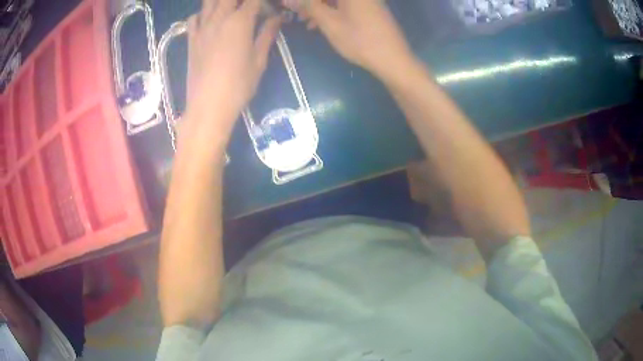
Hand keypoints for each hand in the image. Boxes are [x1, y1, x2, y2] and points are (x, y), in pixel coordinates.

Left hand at [183, 0, 281, 137]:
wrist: (208, 106)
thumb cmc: (238, 86)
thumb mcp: (259, 60)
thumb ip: (267, 34)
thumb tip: (278, 18)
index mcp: (240, 22)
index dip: (263, 2)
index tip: (269, 9)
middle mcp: (219, 19)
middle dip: (241, 0)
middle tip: (249, 8)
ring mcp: (202, 28)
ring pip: (209, 1)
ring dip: (221, 2)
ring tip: (230, 9)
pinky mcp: (191, 40)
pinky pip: (194, 18)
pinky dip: (203, 13)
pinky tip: (210, 20)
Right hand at [284, 0, 414, 79]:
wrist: (393, 59)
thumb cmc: (359, 39)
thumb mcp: (329, 22)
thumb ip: (308, 6)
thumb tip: (287, 0)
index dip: (305, 1)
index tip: (290, 6)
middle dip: (312, 3)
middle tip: (297, 14)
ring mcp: (367, 0)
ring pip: (336, 0)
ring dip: (320, 8)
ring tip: (307, 23)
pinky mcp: (370, 9)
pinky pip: (346, 6)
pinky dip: (332, 12)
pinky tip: (322, 25)